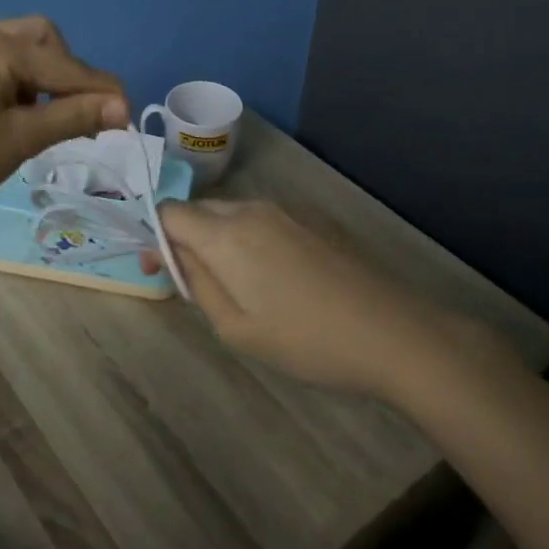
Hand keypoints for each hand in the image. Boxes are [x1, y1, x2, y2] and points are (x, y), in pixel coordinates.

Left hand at [0, 16, 127, 221]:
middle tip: (76, 111)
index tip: (128, 117)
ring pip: (19, 47)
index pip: (67, 66)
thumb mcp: (21, 139)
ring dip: (43, 74)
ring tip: (44, 116)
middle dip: (69, 71)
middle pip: (44, 38)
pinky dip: (17, 78)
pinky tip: (12, 110)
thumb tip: (122, 107)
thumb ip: (74, 116)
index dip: (102, 91)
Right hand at [156, 199, 435, 398]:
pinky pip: (264, 220)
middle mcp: (252, 209)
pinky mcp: (315, 219)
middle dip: (185, 238)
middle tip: (190, 281)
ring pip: (233, 214)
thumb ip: (197, 284)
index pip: (170, 212)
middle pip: (200, 210)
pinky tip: (273, 276)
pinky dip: (250, 239)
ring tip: (234, 284)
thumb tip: (173, 255)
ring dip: (218, 239)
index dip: (155, 236)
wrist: (393, 332)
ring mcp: (288, 210)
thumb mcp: (237, 328)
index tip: (157, 268)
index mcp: (226, 234)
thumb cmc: (307, 340)